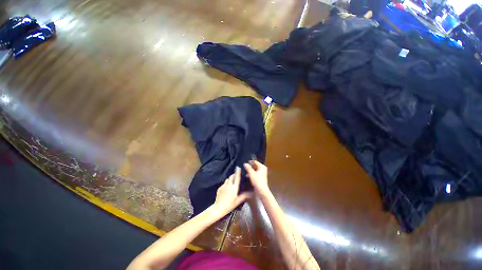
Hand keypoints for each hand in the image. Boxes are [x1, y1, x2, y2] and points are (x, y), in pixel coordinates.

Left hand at [213, 167, 252, 215]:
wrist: (219, 208)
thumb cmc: (229, 205)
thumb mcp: (238, 201)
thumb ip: (244, 196)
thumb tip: (250, 194)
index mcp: (234, 187)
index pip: (237, 178)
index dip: (238, 172)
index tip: (238, 168)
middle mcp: (229, 185)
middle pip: (231, 176)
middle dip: (234, 175)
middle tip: (236, 177)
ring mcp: (223, 186)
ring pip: (227, 179)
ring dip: (230, 179)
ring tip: (231, 183)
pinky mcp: (219, 188)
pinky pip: (224, 183)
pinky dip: (226, 184)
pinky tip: (226, 189)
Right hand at [244, 160, 269, 196]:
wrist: (262, 190)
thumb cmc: (257, 181)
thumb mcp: (251, 173)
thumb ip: (248, 168)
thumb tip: (245, 164)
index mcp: (262, 167)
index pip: (255, 162)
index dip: (250, 162)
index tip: (246, 163)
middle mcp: (263, 169)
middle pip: (255, 166)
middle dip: (250, 167)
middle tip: (245, 167)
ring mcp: (262, 173)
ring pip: (255, 170)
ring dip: (250, 170)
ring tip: (246, 172)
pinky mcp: (261, 177)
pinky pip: (256, 173)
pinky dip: (252, 174)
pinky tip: (248, 176)